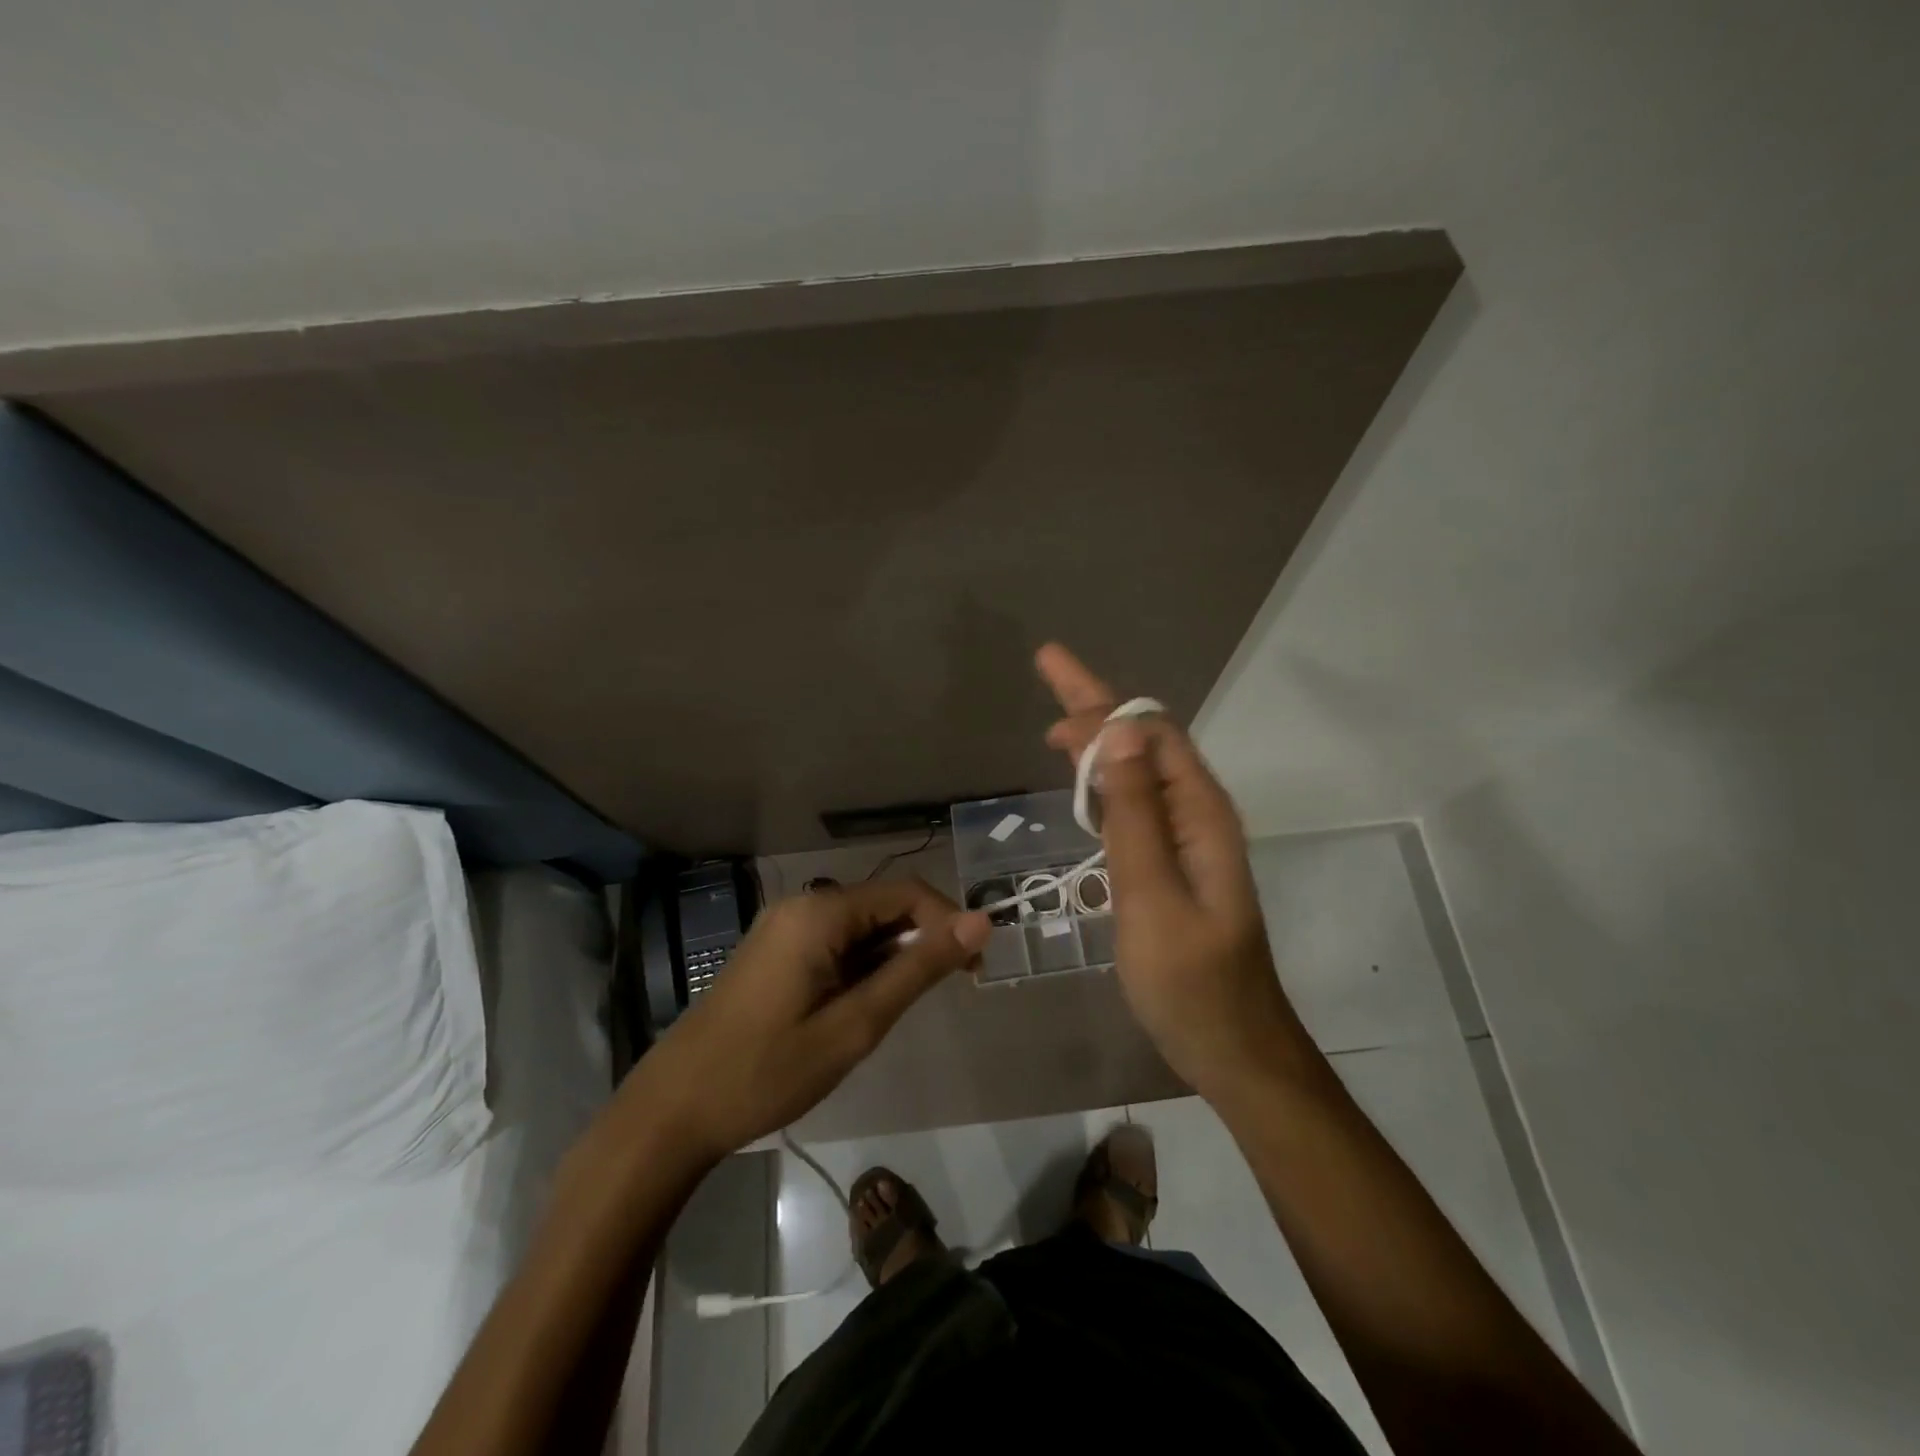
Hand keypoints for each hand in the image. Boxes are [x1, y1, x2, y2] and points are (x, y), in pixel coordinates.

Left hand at [631, 880, 989, 1160]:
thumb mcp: (855, 1024)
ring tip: (900, 1009)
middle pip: (884, 905)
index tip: (975, 969)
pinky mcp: (776, 951)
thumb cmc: (767, 1070)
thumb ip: (918, 969)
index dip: (949, 922)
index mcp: (820, 912)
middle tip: (950, 990)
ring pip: (861, 927)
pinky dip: (863, 965)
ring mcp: (785, 927)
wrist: (674, 1109)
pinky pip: (836, 942)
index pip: (907, 893)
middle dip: (923, 940)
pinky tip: (864, 1006)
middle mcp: (803, 906)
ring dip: (893, 957)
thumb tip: (980, 921)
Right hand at [1036, 644, 1309, 1102]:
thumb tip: (1119, 735)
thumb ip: (1135, 816)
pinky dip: (1107, 783)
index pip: (1148, 732)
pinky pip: (1139, 805)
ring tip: (1056, 731)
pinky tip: (1086, 786)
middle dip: (1098, 706)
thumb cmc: (1191, 982)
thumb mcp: (1152, 898)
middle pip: (1146, 741)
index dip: (1100, 700)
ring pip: (1141, 771)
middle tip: (1047, 678)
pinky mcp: (1176, 866)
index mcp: (1199, 814)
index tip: (1052, 669)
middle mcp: (1198, 816)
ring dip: (1101, 742)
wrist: (1234, 1049)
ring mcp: (1189, 842)